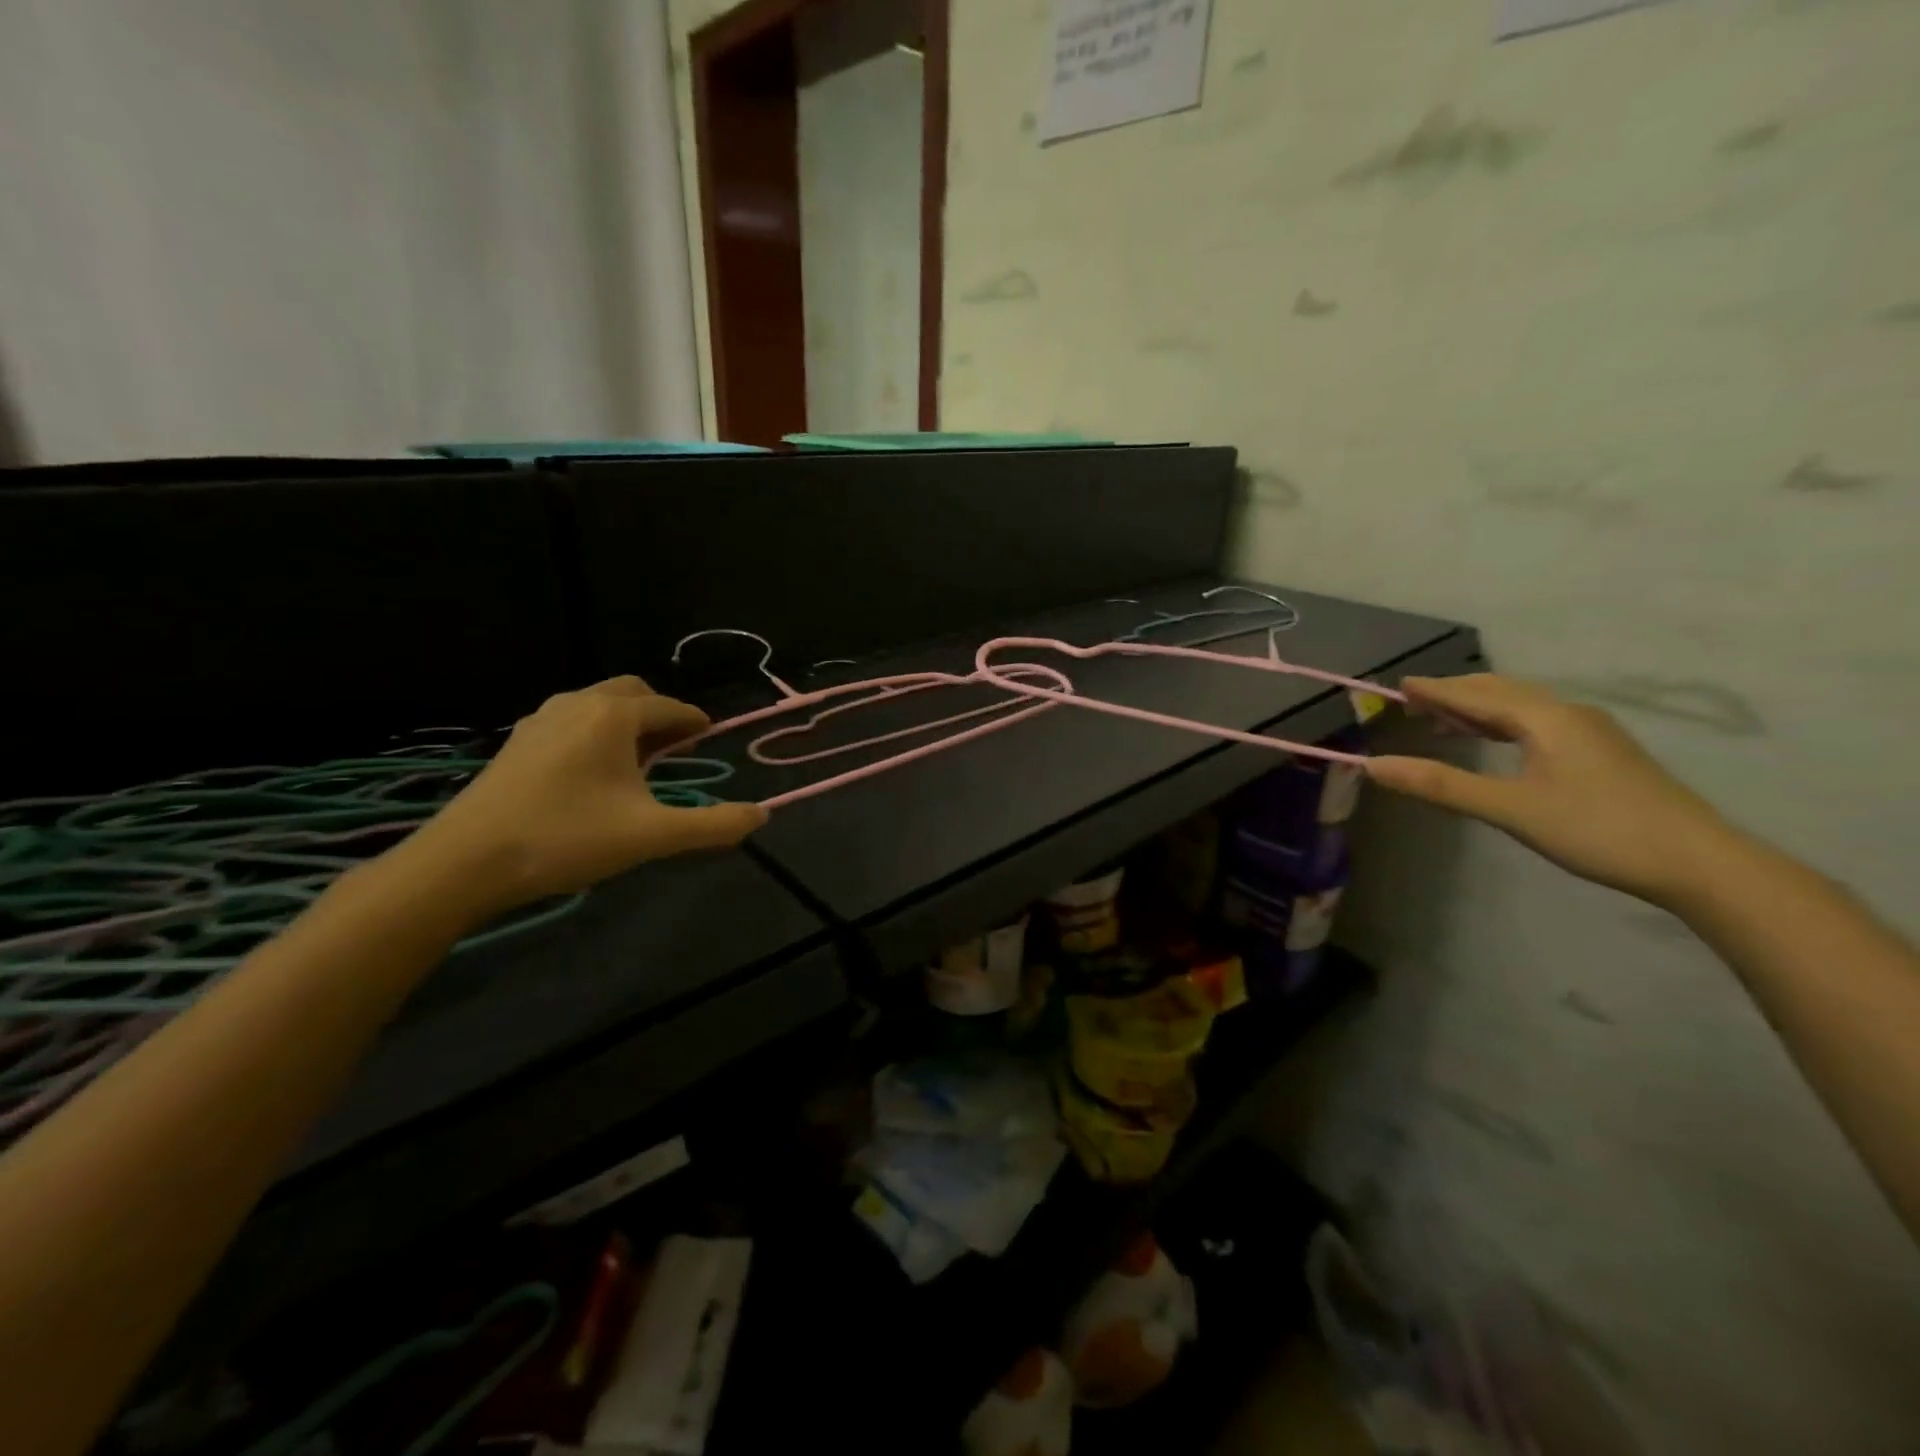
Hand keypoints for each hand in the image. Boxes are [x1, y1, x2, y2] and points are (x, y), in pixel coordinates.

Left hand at [404, 677, 765, 914]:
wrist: (465, 862)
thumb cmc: (567, 838)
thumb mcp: (652, 836)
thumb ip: (712, 826)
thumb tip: (761, 816)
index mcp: (614, 716)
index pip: (670, 707)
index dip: (695, 721)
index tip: (710, 736)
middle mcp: (578, 703)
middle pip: (633, 692)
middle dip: (661, 713)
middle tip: (678, 747)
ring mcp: (541, 719)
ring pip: (598, 704)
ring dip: (627, 722)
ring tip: (640, 761)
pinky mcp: (518, 742)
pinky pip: (572, 721)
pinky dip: (596, 732)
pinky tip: (594, 773)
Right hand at [1364, 674, 1735, 905]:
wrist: (1699, 862)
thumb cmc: (1597, 829)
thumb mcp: (1509, 809)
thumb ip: (1440, 785)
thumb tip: (1374, 765)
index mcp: (1545, 718)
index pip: (1476, 695)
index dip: (1435, 690)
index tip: (1398, 685)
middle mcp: (1568, 714)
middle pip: (1501, 690)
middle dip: (1455, 693)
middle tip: (1414, 702)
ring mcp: (1591, 732)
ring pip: (1522, 706)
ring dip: (1479, 708)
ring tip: (1443, 721)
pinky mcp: (1603, 752)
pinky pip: (1539, 722)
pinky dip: (1504, 723)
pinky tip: (1496, 741)